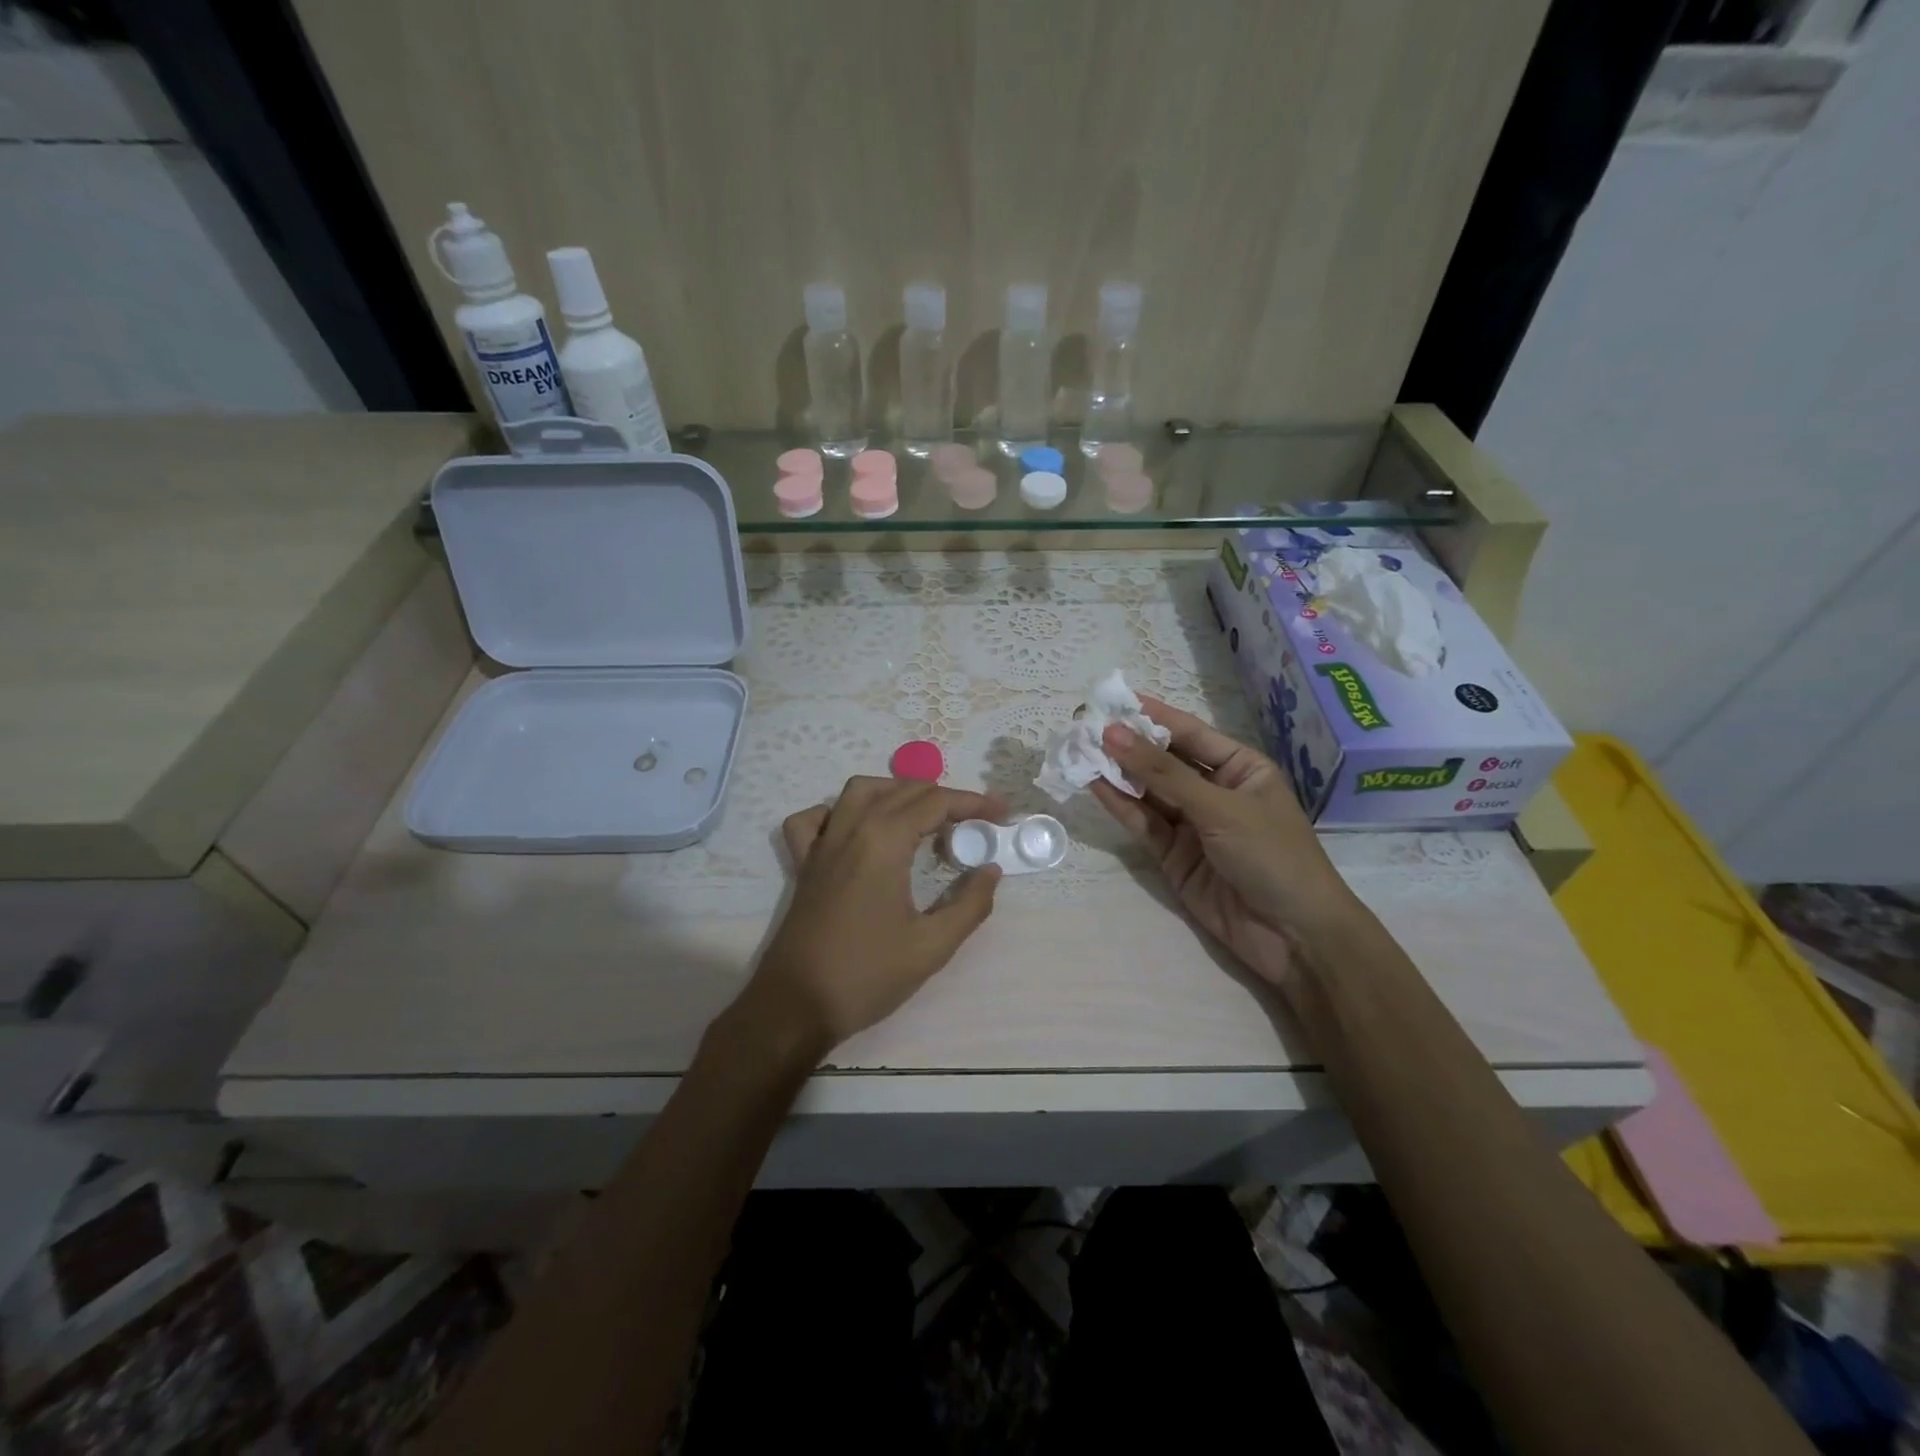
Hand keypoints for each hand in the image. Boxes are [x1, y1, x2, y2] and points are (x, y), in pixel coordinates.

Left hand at [732, 776, 1005, 1061]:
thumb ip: (969, 904)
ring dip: (896, 792)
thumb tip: (990, 871)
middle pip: (903, 791)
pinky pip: (814, 819)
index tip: (1002, 814)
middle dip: (944, 797)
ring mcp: (822, 844)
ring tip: (924, 815)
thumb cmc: (867, 975)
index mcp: (884, 842)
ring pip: (859, 791)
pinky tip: (857, 830)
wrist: (796, 1006)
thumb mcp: (931, 946)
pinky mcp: (803, 864)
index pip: (936, 803)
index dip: (974, 803)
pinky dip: (838, 812)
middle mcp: (850, 829)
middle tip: (974, 822)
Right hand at [1091, 698, 1359, 989]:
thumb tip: (1112, 733)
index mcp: (1240, 768)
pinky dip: (1120, 806)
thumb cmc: (1272, 856)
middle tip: (1083, 724)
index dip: (1150, 715)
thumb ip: (1163, 773)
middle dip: (1127, 744)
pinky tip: (1094, 785)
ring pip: (1148, 792)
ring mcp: (1192, 824)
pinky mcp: (1174, 856)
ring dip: (1117, 773)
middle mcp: (1214, 791)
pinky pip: (1144, 823)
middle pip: (1164, 761)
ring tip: (1078, 751)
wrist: (1294, 937)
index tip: (1110, 698)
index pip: (1189, 733)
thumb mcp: (1219, 807)